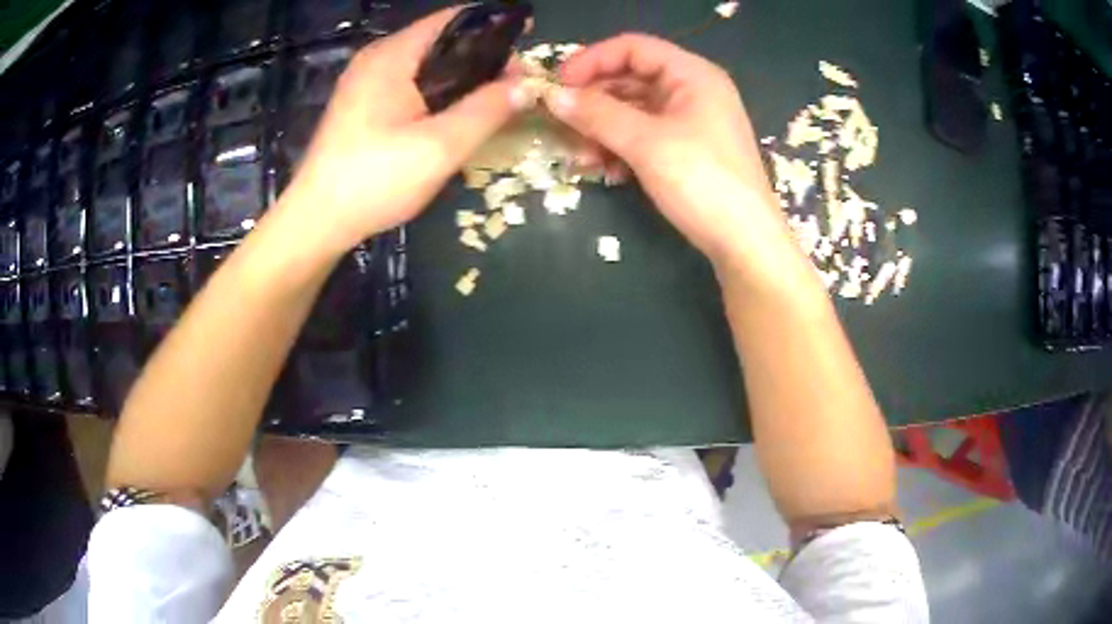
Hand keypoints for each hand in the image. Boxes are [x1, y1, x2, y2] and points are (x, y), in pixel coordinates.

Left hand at [277, 7, 537, 255]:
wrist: (316, 221)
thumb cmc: (375, 179)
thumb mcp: (440, 146)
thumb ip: (487, 110)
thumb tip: (528, 85)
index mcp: (392, 55)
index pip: (452, 19)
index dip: (493, 25)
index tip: (526, 39)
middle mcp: (375, 59)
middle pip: (440, 40)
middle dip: (481, 55)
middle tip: (514, 82)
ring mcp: (363, 82)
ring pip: (424, 64)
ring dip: (460, 76)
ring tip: (493, 98)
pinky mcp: (359, 106)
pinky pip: (408, 84)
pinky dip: (437, 90)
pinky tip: (454, 114)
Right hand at [544, 34, 786, 271]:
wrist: (745, 243)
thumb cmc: (703, 182)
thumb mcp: (646, 143)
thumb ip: (597, 114)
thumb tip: (553, 97)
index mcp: (692, 74)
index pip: (633, 48)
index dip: (592, 61)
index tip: (557, 85)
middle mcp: (692, 91)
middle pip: (630, 79)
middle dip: (593, 102)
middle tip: (561, 125)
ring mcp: (691, 122)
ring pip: (633, 111)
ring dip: (602, 130)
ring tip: (582, 158)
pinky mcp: (687, 150)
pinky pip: (644, 136)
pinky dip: (621, 148)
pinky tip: (607, 172)